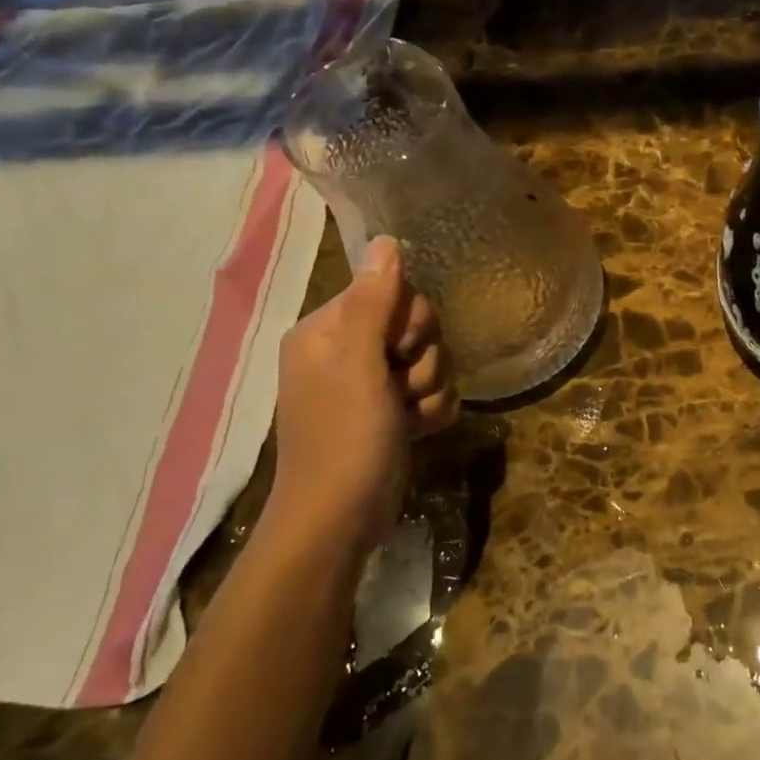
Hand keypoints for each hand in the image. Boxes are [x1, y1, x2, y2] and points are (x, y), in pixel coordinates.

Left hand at [271, 236, 456, 546]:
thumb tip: (386, 241)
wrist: (340, 519)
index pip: (390, 291)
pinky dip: (432, 410)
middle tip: (402, 386)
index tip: (399, 351)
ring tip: (408, 417)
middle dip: (423, 358)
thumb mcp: (359, 364)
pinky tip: (419, 430)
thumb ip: (375, 302)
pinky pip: (431, 392)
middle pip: (415, 326)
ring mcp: (372, 385)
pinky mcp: (392, 413)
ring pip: (429, 360)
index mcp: (328, 330)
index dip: (408, 320)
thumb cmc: (344, 437)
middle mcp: (348, 351)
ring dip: (430, 388)